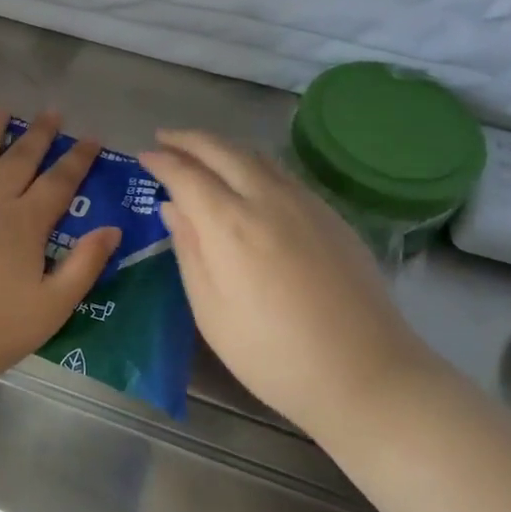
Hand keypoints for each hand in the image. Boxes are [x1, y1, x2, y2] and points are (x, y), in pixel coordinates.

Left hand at [0, 107, 121, 400]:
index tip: (91, 137)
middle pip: (19, 159)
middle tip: (52, 112)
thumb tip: (112, 228)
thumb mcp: (48, 310)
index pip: (59, 182)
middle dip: (39, 134)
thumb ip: (83, 267)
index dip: (78, 159)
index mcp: (24, 224)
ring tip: (3, 109)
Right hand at [138, 131, 426, 431]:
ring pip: (256, 155)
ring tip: (201, 151)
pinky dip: (252, 162)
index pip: (187, 175)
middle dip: (189, 139)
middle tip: (165, 137)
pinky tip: (247, 177)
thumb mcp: (211, 311)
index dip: (162, 161)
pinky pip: (281, 172)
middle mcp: (267, 199)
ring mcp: (305, 203)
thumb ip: (189, 251)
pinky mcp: (330, 215)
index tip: (144, 155)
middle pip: (222, 150)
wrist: (366, 373)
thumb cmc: (273, 354)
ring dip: (222, 146)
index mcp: (230, 225)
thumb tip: (172, 207)